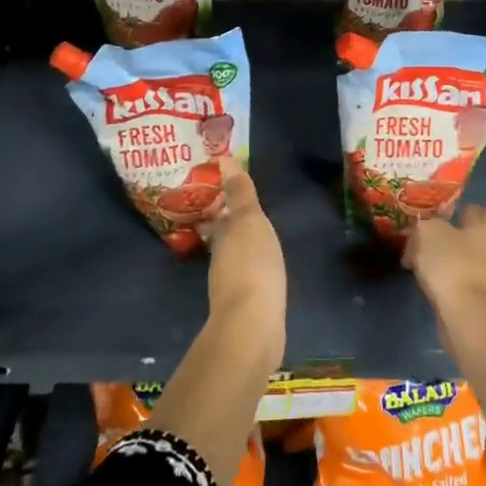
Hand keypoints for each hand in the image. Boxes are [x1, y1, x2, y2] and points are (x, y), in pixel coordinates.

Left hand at [201, 159, 286, 353]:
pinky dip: (253, 272)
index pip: (220, 216)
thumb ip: (240, 193)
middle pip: (225, 238)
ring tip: (258, 240)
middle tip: (245, 213)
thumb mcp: (249, 221)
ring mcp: (232, 287)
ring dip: (242, 249)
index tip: (227, 193)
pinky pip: (249, 281)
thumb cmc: (252, 265)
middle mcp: (221, 261)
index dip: (223, 204)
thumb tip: (222, 159)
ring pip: (235, 260)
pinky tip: (266, 273)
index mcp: (222, 237)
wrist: (253, 326)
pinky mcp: (247, 308)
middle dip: (231, 226)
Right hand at [403, 203, 485, 323]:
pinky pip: (461, 287)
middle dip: (445, 241)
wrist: (470, 317)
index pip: (474, 210)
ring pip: (463, 264)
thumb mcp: (427, 232)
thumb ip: (423, 226)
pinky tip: (429, 289)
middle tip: (419, 245)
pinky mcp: (484, 304)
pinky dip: (447, 286)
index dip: (453, 211)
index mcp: (485, 227)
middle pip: (468, 238)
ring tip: (418, 269)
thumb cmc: (452, 264)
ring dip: (444, 265)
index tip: (431, 218)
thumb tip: (420, 233)